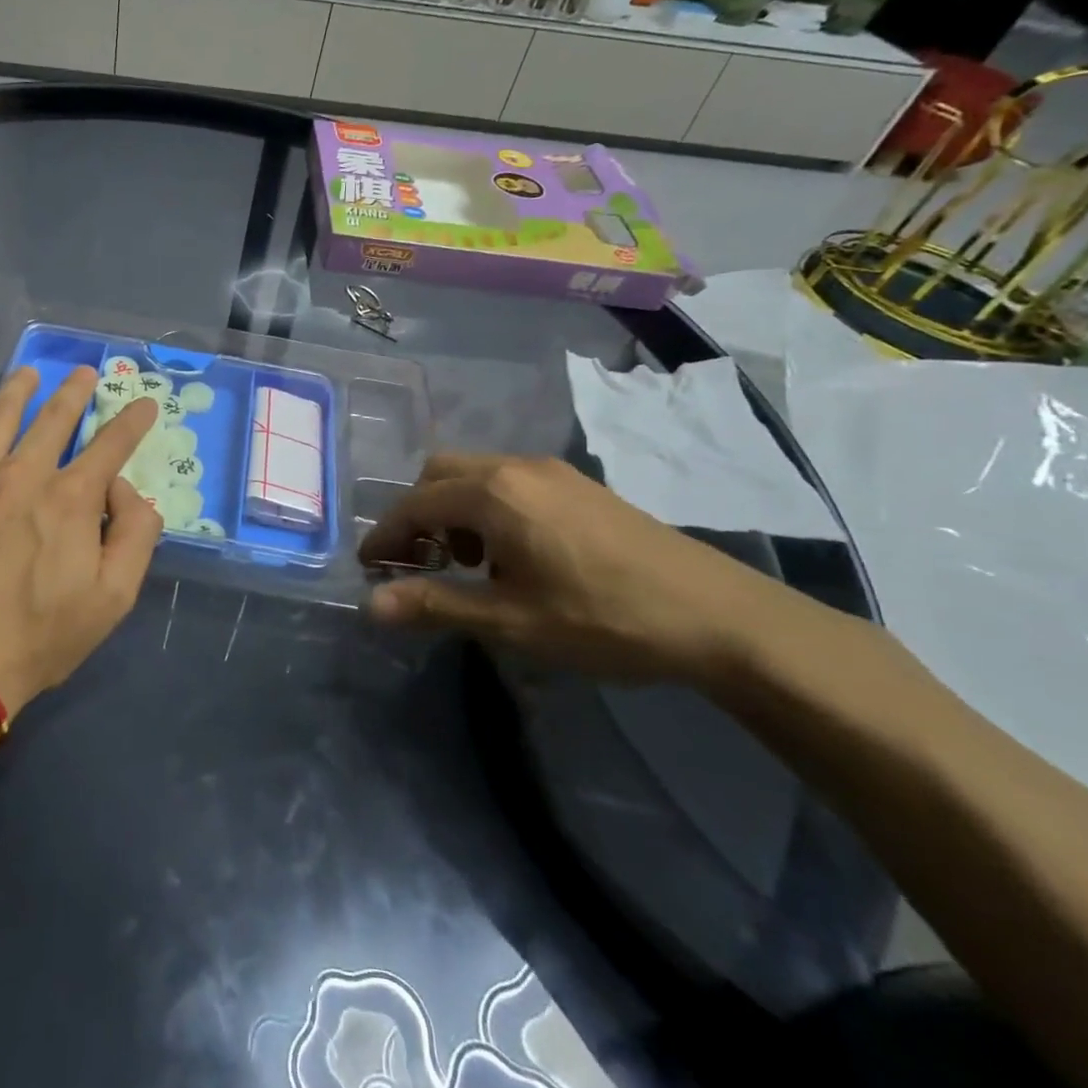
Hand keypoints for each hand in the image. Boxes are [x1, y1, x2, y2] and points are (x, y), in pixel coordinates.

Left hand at [0, 366, 164, 714]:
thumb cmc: (41, 637)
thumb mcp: (115, 596)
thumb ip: (136, 534)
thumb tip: (126, 490)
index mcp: (70, 496)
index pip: (112, 443)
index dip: (133, 420)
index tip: (145, 405)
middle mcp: (20, 474)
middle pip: (54, 416)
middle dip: (74, 390)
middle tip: (83, 372)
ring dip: (15, 391)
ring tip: (25, 376)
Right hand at [357, 453, 779, 684]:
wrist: (719, 615)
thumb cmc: (604, 619)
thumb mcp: (511, 620)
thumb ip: (435, 604)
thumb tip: (369, 605)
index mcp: (493, 494)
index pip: (415, 504)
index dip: (385, 535)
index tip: (369, 568)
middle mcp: (515, 467)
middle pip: (439, 474)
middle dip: (415, 514)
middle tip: (415, 563)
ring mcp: (551, 471)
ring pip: (474, 474)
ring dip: (451, 510)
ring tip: (463, 564)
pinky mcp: (577, 484)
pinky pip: (508, 481)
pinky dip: (485, 507)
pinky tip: (509, 553)